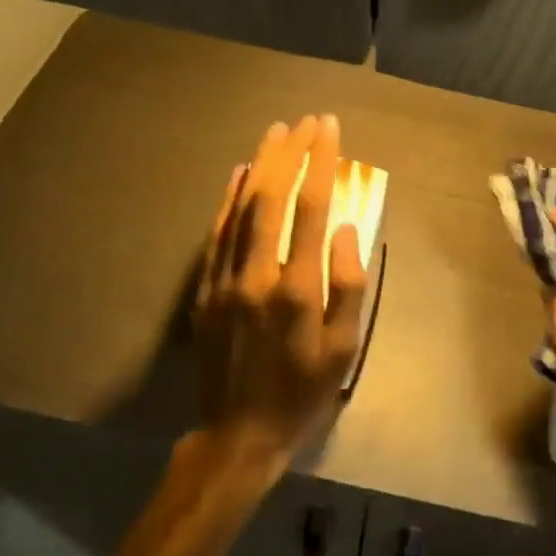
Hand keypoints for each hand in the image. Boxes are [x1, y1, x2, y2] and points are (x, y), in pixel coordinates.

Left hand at [192, 116, 366, 472]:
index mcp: (297, 287)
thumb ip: (349, 286)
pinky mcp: (206, 288)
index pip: (311, 207)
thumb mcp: (344, 349)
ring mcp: (225, 279)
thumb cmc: (303, 390)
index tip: (329, 130)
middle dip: (291, 152)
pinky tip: (240, 173)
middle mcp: (257, 273)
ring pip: (242, 207)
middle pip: (272, 196)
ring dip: (261, 165)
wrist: (238, 434)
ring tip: (276, 132)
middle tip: (306, 121)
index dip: (321, 163)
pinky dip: (230, 197)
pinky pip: (218, 231)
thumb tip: (347, 229)